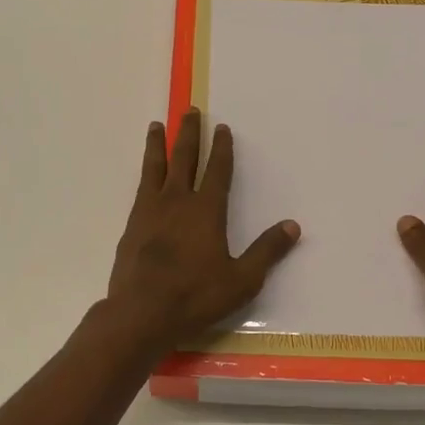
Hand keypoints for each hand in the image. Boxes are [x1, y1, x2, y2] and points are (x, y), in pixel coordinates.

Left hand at [105, 109, 299, 356]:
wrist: (141, 313)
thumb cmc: (195, 297)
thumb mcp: (241, 280)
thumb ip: (266, 251)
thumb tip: (293, 226)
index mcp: (206, 211)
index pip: (217, 171)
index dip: (222, 148)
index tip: (223, 128)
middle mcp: (177, 202)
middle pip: (183, 158)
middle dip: (189, 133)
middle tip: (190, 111)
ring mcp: (150, 211)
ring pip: (155, 167)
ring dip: (158, 144)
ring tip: (156, 125)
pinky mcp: (132, 225)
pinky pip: (140, 187)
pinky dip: (145, 172)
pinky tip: (145, 173)